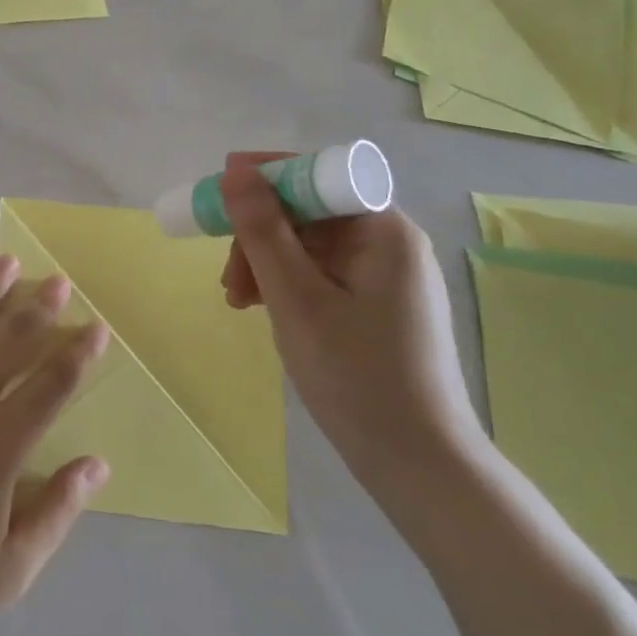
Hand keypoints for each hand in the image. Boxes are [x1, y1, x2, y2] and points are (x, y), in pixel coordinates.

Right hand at [219, 153, 485, 490]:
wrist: (417, 463)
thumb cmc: (356, 375)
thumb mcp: (296, 299)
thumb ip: (263, 230)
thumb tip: (235, 172)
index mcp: (384, 230)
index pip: (318, 175)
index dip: (266, 177)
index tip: (218, 193)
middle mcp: (389, 242)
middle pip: (310, 212)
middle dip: (259, 234)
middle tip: (226, 275)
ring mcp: (384, 275)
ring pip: (309, 245)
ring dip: (265, 262)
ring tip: (236, 301)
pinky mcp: (376, 304)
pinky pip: (320, 274)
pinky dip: (285, 284)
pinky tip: (259, 308)